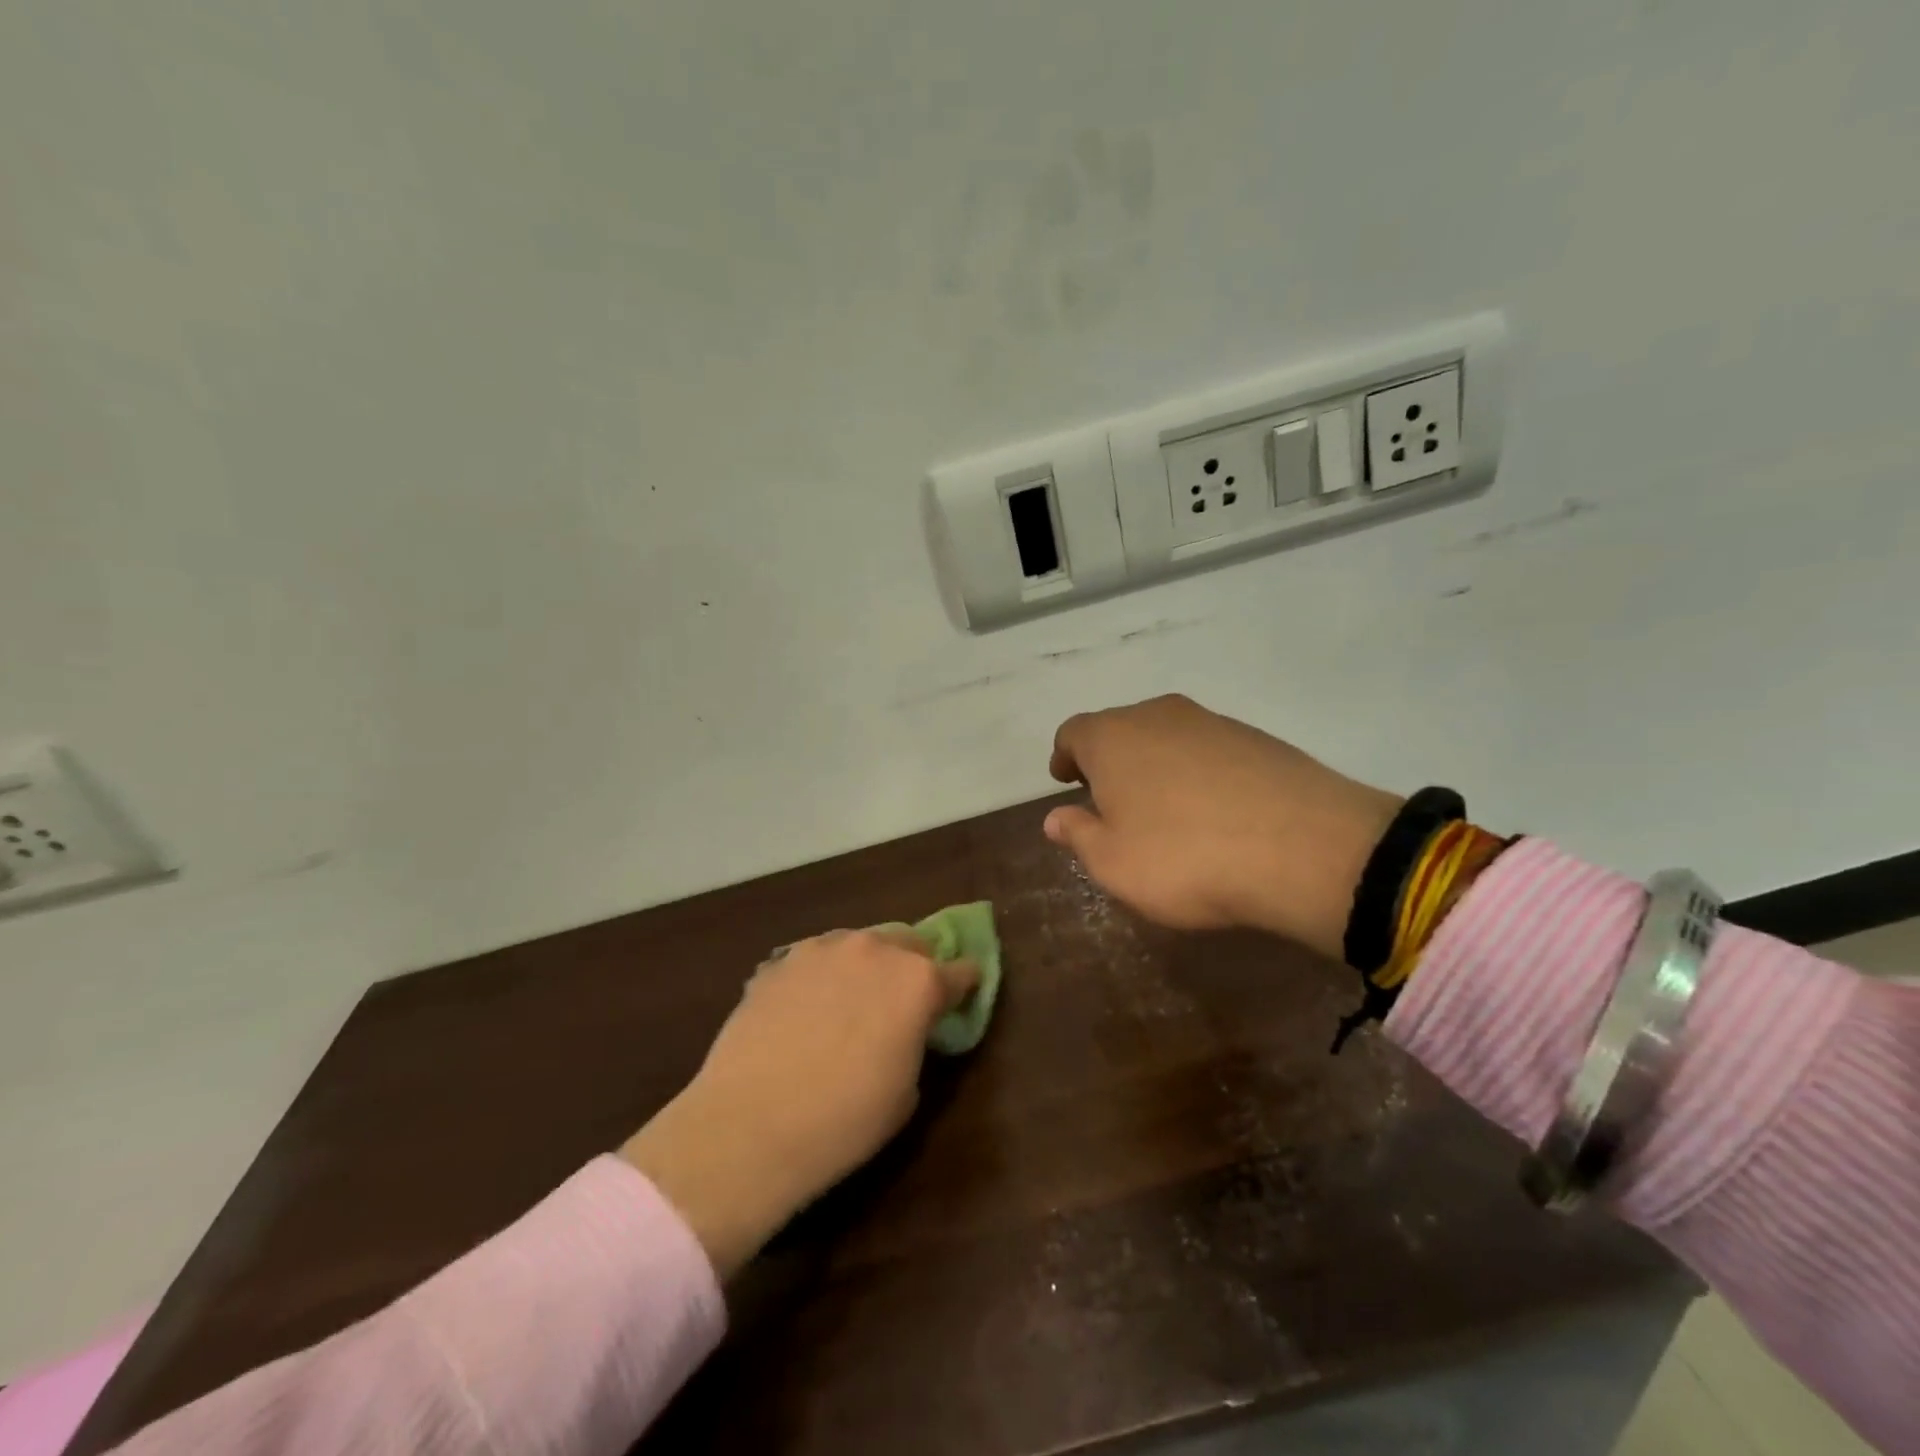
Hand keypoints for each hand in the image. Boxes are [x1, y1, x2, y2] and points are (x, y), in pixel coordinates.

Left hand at [621, 929, 975, 1277]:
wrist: (749, 1126)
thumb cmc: (843, 1122)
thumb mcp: (905, 1092)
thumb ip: (915, 1043)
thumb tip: (903, 1031)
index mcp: (918, 982)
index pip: (960, 971)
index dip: (963, 986)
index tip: (960, 998)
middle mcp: (875, 950)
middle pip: (910, 943)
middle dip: (913, 967)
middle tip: (901, 1003)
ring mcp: (823, 948)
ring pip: (860, 943)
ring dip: (866, 965)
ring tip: (849, 1002)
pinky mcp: (781, 960)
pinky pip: (816, 958)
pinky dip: (823, 976)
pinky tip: (806, 1009)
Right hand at [1045, 695, 1400, 961]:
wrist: (1305, 848)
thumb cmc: (1185, 858)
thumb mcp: (1114, 864)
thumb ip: (1079, 835)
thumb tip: (1056, 818)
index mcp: (1112, 738)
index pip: (1073, 733)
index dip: (1065, 756)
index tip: (1065, 780)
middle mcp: (1157, 716)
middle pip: (1119, 729)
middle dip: (1108, 760)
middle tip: (1109, 799)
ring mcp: (1211, 722)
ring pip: (1165, 736)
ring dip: (1153, 764)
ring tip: (1161, 807)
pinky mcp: (1256, 737)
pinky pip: (1207, 749)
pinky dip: (1195, 770)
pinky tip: (1211, 808)